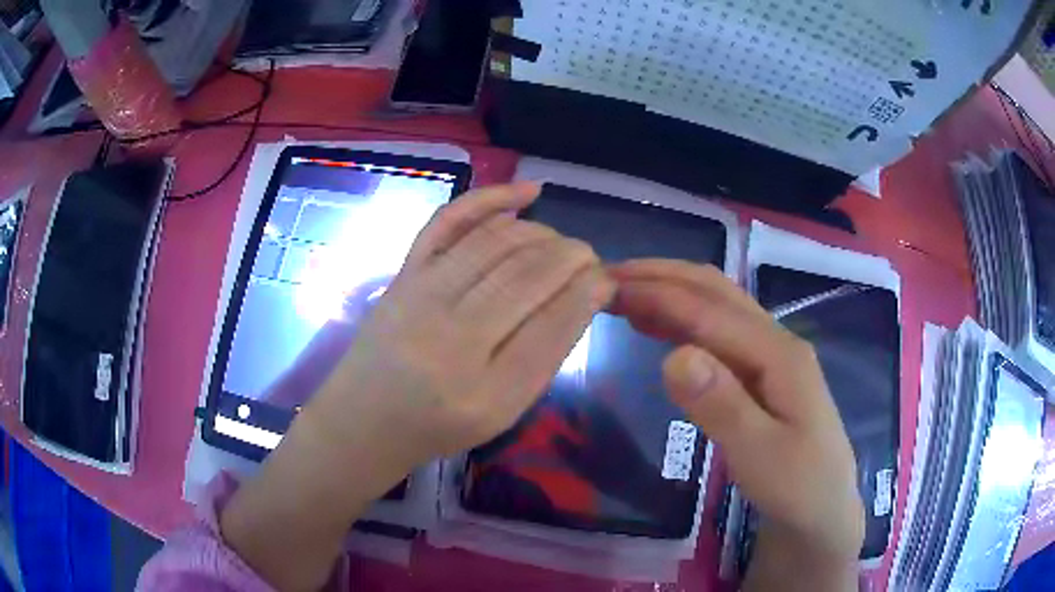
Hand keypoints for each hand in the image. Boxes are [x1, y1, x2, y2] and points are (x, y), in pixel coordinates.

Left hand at [304, 181, 615, 468]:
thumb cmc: (437, 427)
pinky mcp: (402, 275)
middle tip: (589, 258)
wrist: (364, 420)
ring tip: (561, 243)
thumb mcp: (502, 413)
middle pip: (527, 277)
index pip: (553, 325)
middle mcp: (451, 341)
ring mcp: (420, 299)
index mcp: (485, 394)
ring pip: (497, 244)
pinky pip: (448, 222)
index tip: (607, 279)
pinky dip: (490, 199)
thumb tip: (583, 295)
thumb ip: (543, 358)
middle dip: (572, 257)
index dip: (588, 292)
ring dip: (543, 234)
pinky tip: (527, 193)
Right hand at [608, 259, 863, 589]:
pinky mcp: (762, 372)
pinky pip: (718, 333)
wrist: (824, 508)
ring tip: (623, 294)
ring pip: (717, 307)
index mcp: (779, 353)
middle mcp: (776, 340)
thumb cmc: (797, 487)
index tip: (606, 286)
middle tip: (607, 278)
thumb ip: (721, 406)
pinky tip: (659, 326)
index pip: (710, 311)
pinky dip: (683, 320)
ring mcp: (771, 355)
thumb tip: (673, 356)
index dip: (658, 294)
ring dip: (671, 292)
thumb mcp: (760, 456)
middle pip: (716, 292)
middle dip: (662, 278)